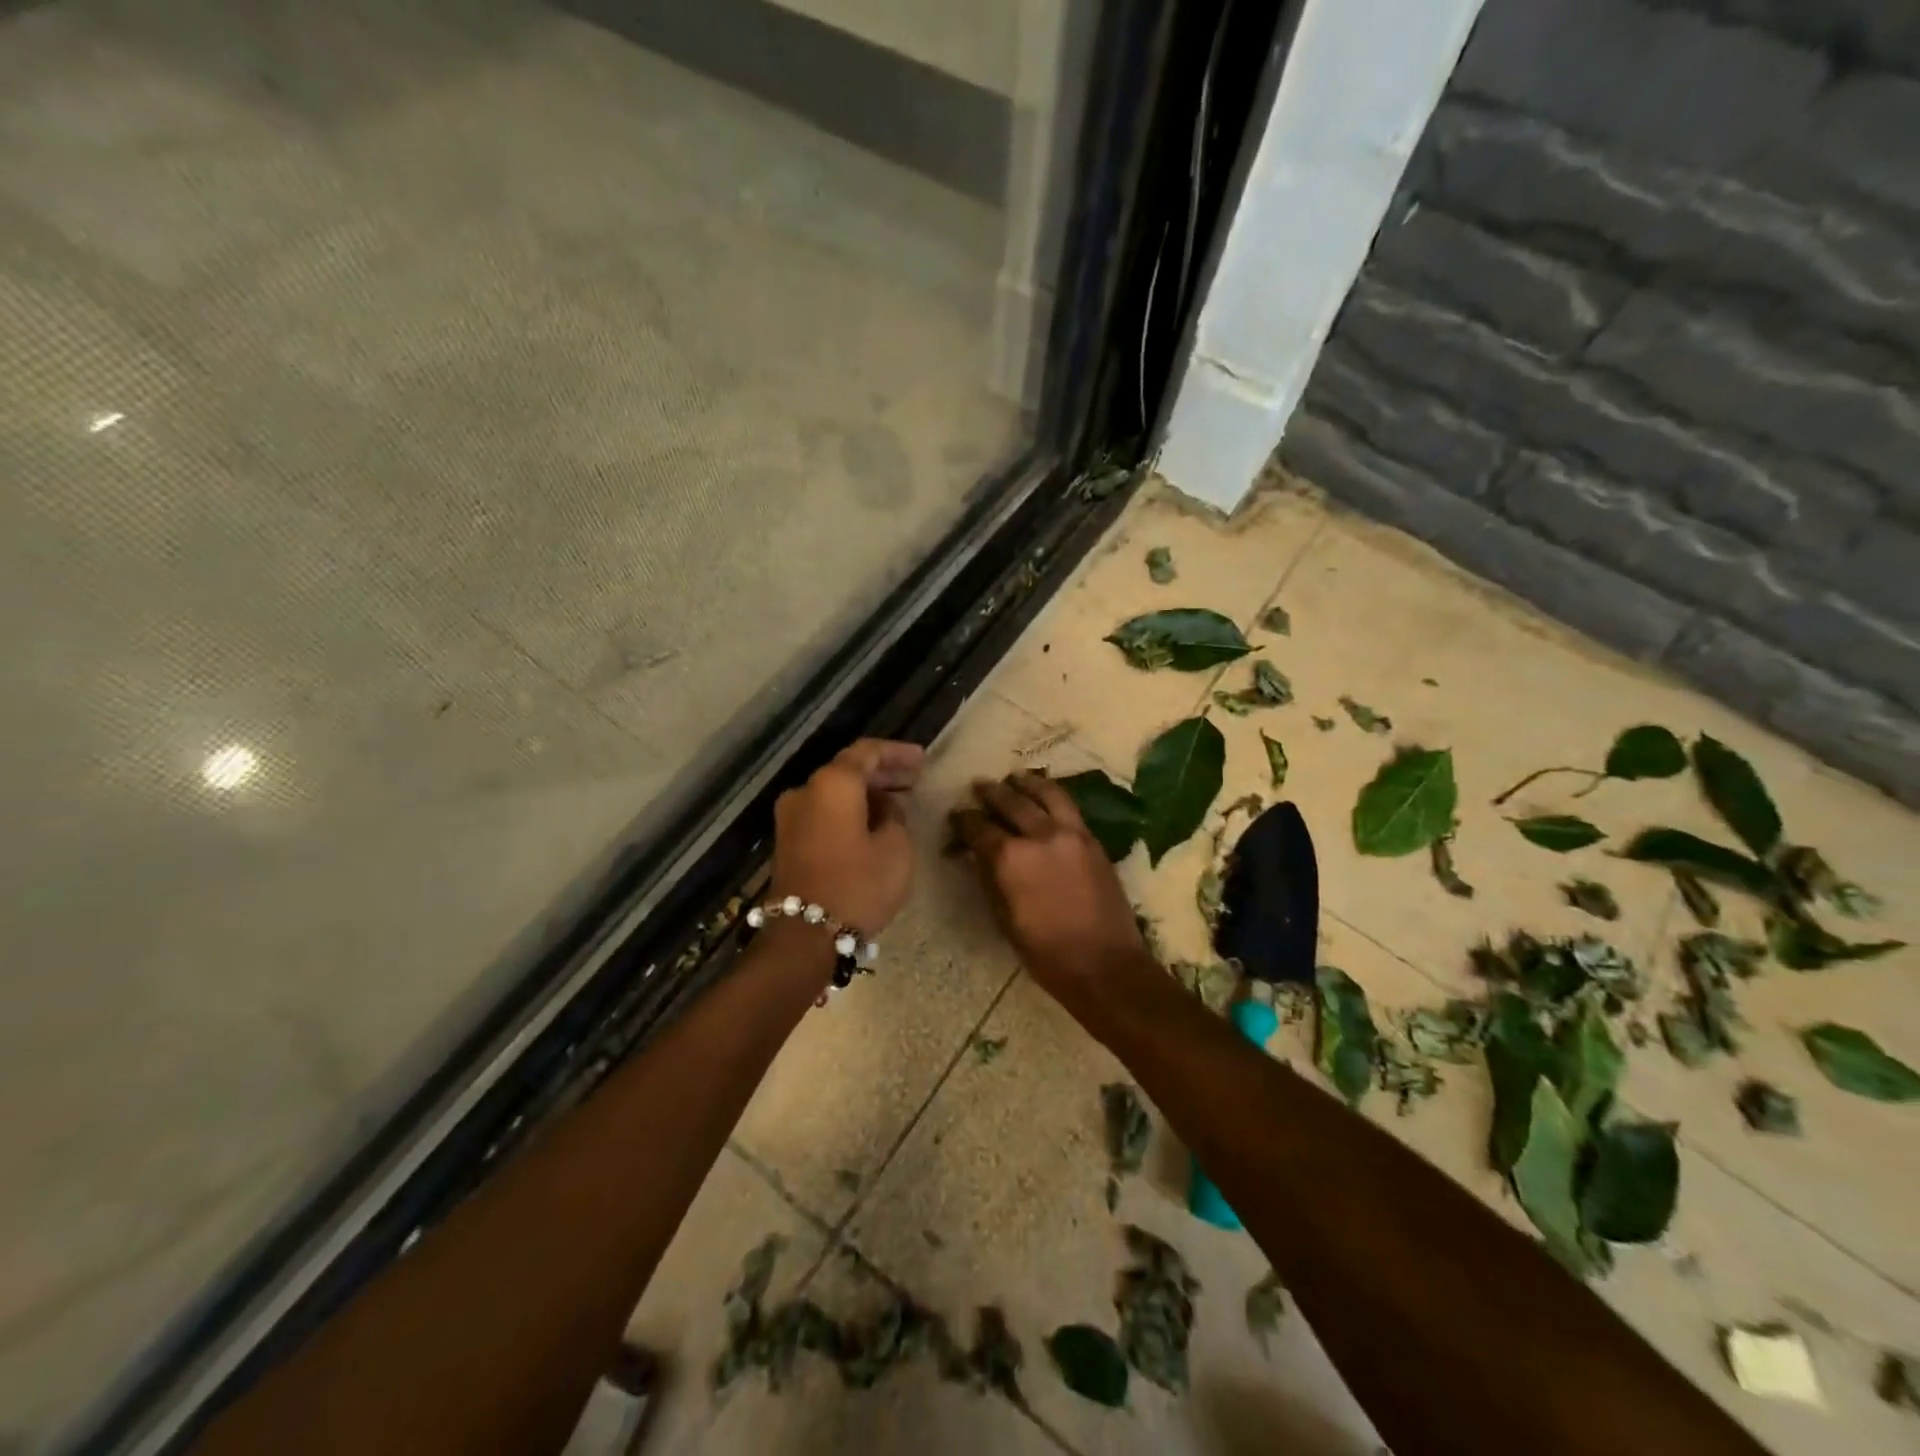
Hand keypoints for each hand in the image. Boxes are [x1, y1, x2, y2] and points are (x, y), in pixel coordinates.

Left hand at [770, 739, 924, 936]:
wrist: (805, 936)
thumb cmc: (858, 885)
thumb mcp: (896, 849)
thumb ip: (895, 817)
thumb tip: (885, 809)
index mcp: (833, 784)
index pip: (867, 752)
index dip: (897, 753)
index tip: (922, 759)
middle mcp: (806, 791)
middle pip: (848, 770)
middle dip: (883, 773)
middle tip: (914, 779)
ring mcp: (791, 817)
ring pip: (835, 793)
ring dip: (866, 794)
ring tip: (899, 803)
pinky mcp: (788, 841)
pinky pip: (824, 813)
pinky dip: (849, 811)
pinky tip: (874, 823)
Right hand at [950, 772, 1150, 991]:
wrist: (1105, 964)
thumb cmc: (1045, 952)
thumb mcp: (1004, 919)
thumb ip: (989, 878)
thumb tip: (976, 854)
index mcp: (1010, 858)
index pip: (979, 828)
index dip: (964, 820)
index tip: (957, 815)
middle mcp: (1039, 835)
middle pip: (1010, 803)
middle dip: (991, 793)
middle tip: (979, 787)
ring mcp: (1070, 833)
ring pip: (1045, 795)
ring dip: (1026, 784)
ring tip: (1015, 778)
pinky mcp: (1092, 839)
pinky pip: (1068, 806)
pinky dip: (1052, 795)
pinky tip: (1045, 795)